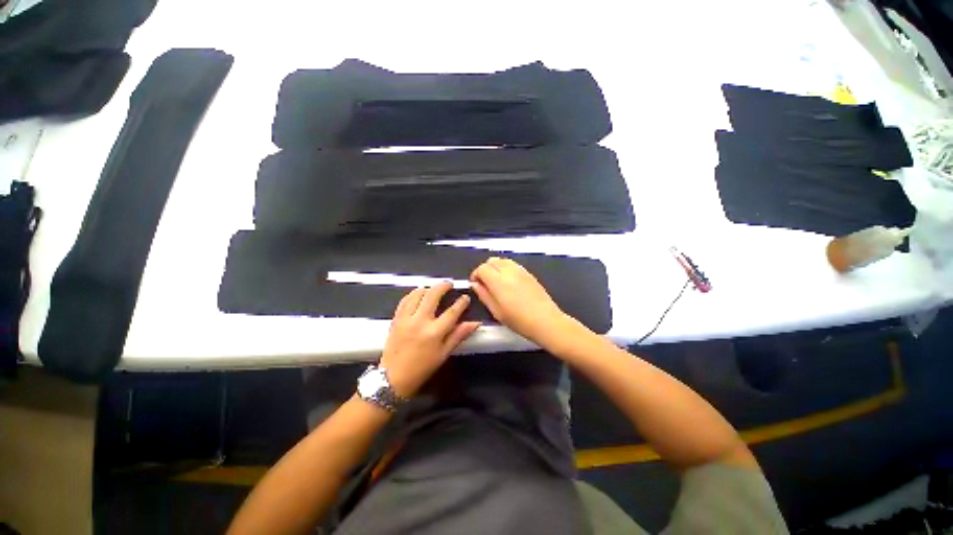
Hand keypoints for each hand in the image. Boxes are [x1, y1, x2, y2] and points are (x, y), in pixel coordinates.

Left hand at [380, 282, 480, 397]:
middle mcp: (420, 321)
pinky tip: (418, 294)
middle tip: (449, 284)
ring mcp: (406, 319)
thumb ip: (458, 335)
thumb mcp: (443, 354)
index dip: (461, 302)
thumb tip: (475, 323)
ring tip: (433, 288)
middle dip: (443, 286)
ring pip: (417, 294)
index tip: (465, 297)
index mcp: (434, 332)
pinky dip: (412, 294)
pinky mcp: (396, 319)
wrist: (393, 378)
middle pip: (433, 295)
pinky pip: (404, 300)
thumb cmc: (422, 368)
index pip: (452, 311)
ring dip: (427, 288)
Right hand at [469, 257, 571, 346]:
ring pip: (503, 260)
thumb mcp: (496, 311)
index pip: (482, 268)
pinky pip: (513, 264)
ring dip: (496, 267)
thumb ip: (483, 295)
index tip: (476, 285)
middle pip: (492, 260)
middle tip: (485, 283)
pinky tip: (509, 282)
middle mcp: (509, 271)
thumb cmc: (518, 320)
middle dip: (485, 269)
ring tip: (497, 282)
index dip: (476, 275)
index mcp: (498, 281)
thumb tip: (475, 284)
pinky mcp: (529, 273)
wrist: (545, 320)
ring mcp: (520, 270)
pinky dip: (506, 269)